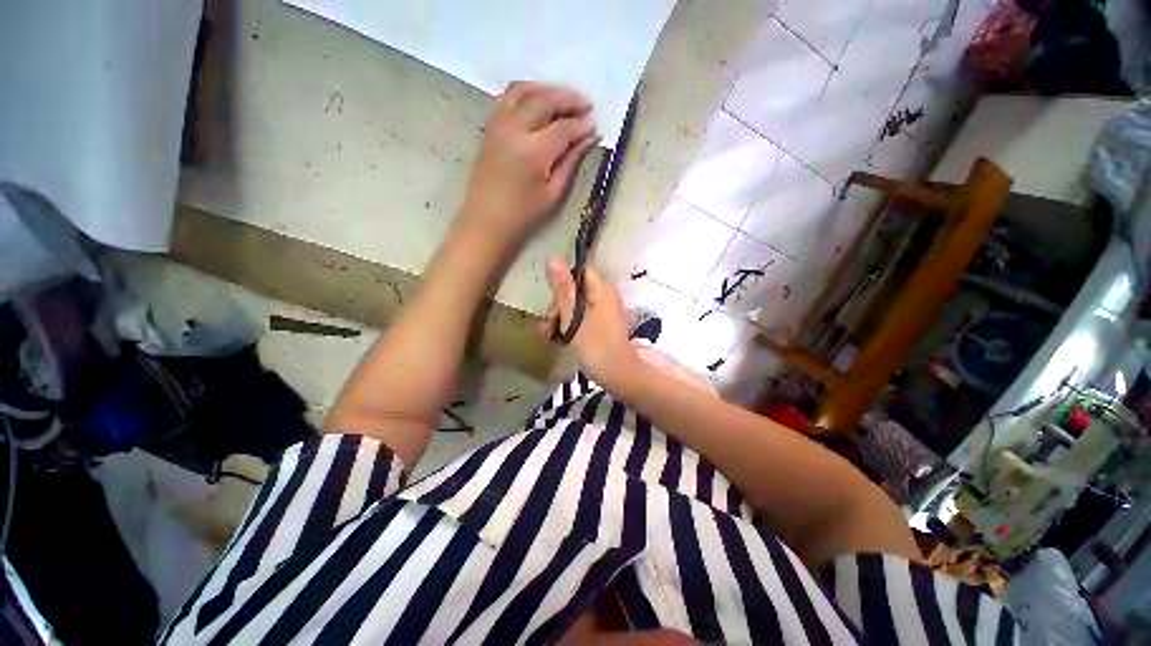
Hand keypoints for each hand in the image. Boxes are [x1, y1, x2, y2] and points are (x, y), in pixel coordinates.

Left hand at [457, 82, 599, 247]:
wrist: (486, 223)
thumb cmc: (523, 216)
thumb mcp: (554, 193)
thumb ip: (572, 161)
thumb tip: (589, 137)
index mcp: (533, 152)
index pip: (563, 127)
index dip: (582, 125)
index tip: (595, 125)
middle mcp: (514, 130)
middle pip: (544, 100)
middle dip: (569, 99)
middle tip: (587, 105)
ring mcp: (498, 125)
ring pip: (523, 90)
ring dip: (547, 90)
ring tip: (565, 100)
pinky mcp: (490, 128)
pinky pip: (508, 98)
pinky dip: (527, 93)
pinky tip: (539, 103)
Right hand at [539, 258, 638, 386]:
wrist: (619, 374)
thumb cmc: (595, 344)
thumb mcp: (573, 315)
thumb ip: (563, 287)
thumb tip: (552, 257)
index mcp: (601, 289)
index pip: (578, 273)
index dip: (562, 284)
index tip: (552, 303)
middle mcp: (606, 297)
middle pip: (575, 291)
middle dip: (558, 307)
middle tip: (548, 327)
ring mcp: (606, 312)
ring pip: (577, 307)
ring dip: (561, 319)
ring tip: (549, 337)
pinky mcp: (604, 326)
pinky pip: (583, 319)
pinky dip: (571, 326)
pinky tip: (560, 340)